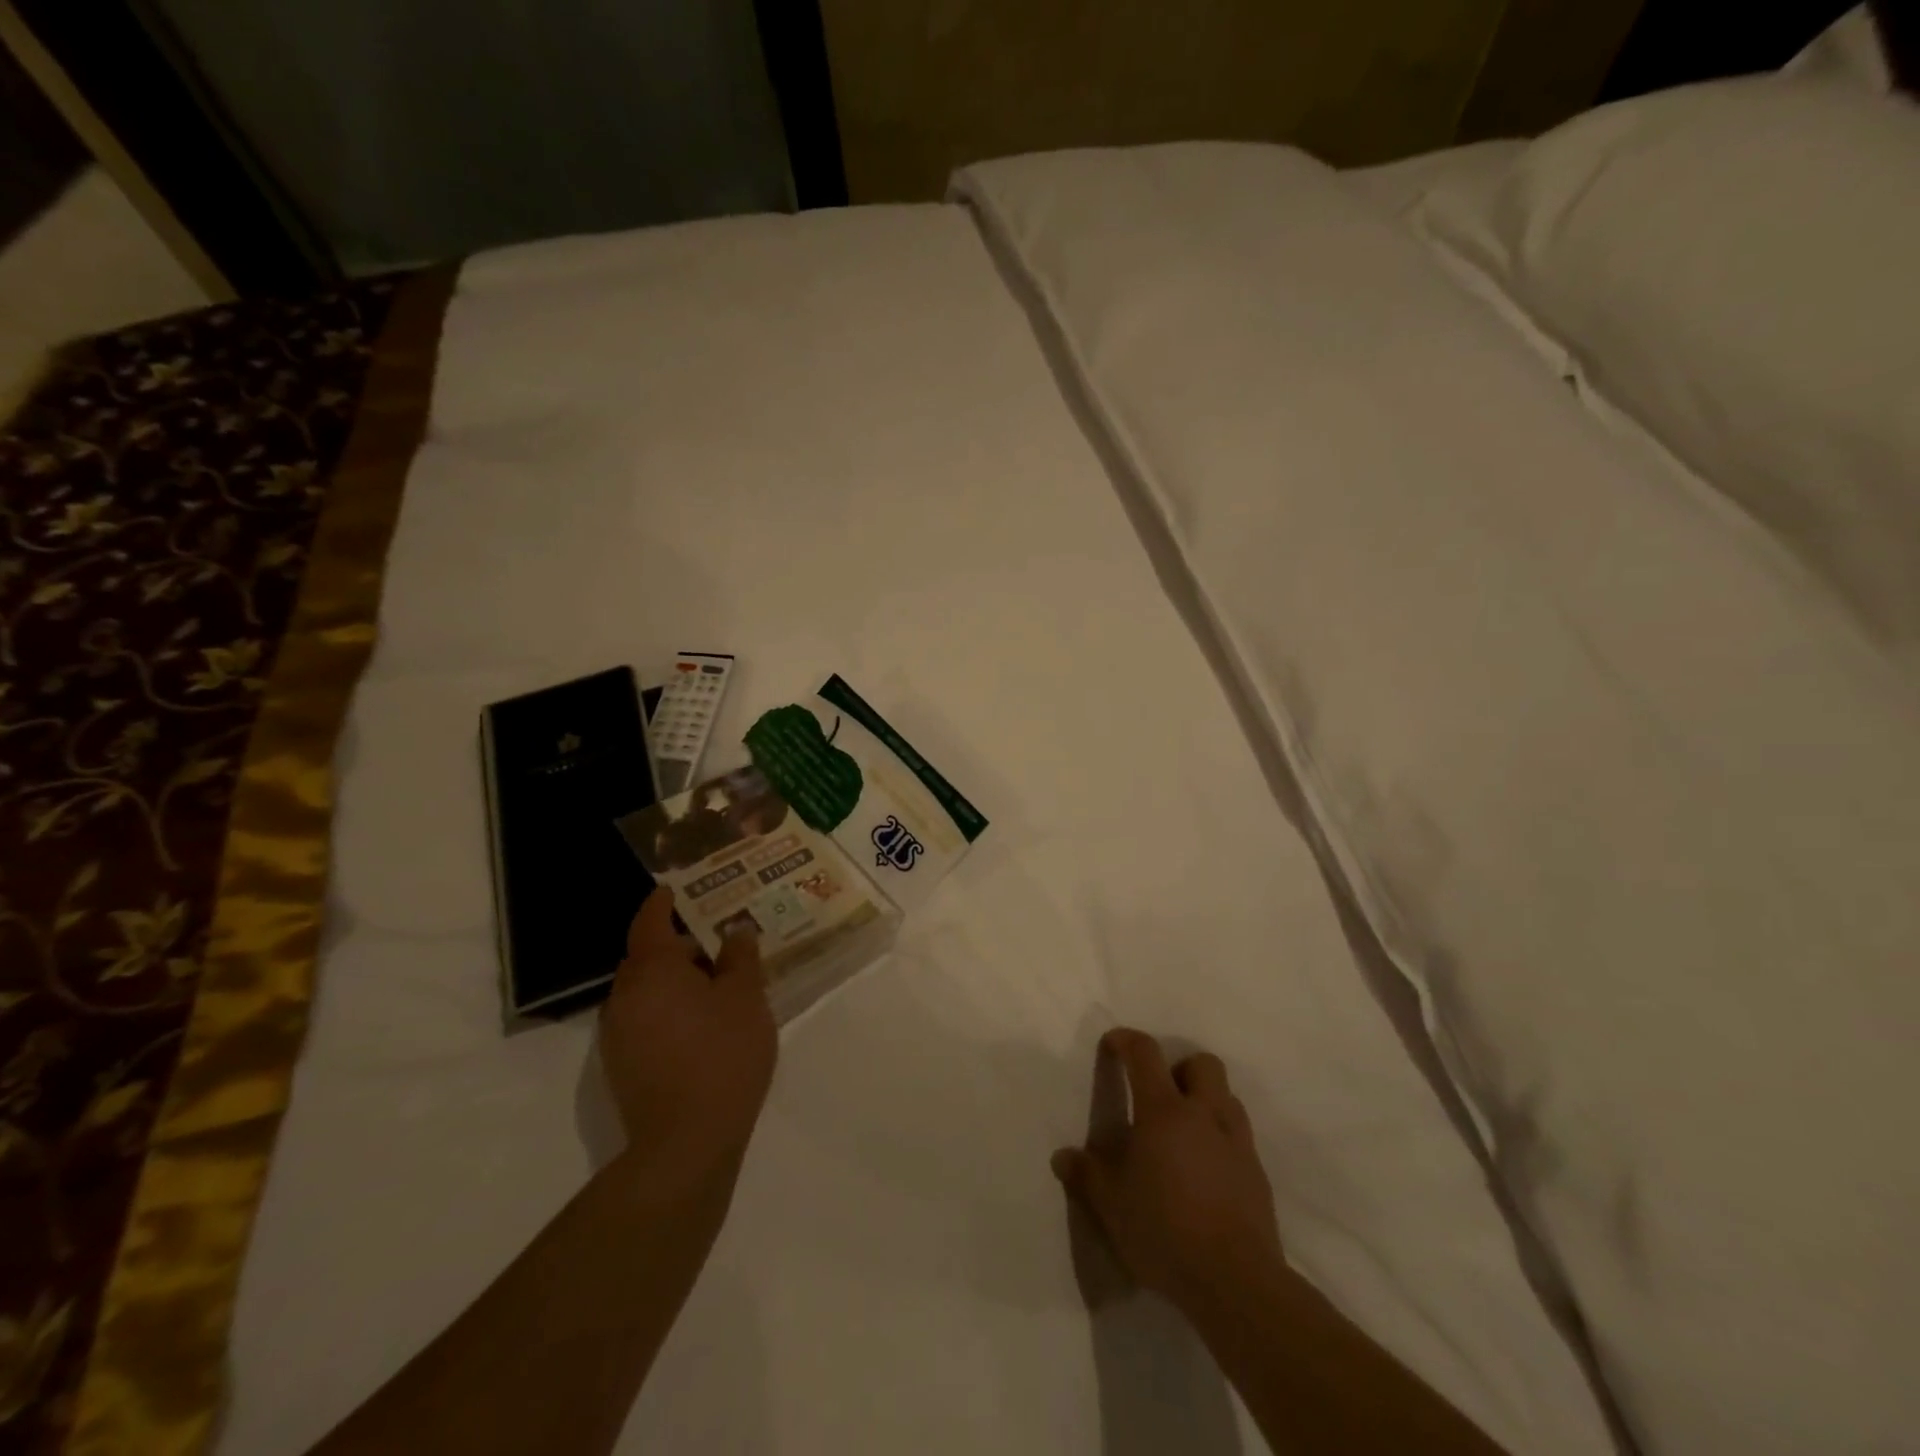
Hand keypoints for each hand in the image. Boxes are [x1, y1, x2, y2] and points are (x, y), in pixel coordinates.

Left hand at [599, 888, 777, 1176]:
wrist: (685, 1143)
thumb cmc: (722, 1055)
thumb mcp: (746, 998)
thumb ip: (740, 957)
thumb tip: (735, 931)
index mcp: (651, 969)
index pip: (649, 920)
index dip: (663, 902)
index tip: (676, 888)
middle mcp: (624, 995)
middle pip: (647, 956)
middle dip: (679, 945)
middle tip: (718, 942)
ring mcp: (617, 1033)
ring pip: (646, 990)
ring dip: (674, 980)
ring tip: (716, 985)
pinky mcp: (621, 1065)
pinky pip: (644, 1018)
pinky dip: (668, 1009)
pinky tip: (700, 1025)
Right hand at [1052, 1028, 1284, 1318]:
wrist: (1235, 1282)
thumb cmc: (1164, 1230)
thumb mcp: (1111, 1205)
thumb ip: (1086, 1175)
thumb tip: (1062, 1157)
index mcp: (1164, 1111)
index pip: (1145, 1054)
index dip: (1126, 1040)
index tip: (1112, 1044)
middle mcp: (1204, 1115)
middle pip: (1202, 1063)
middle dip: (1180, 1068)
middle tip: (1160, 1096)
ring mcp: (1237, 1143)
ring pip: (1227, 1097)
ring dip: (1205, 1102)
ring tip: (1184, 1134)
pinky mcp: (1257, 1174)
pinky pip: (1239, 1137)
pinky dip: (1221, 1139)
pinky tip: (1205, 1172)